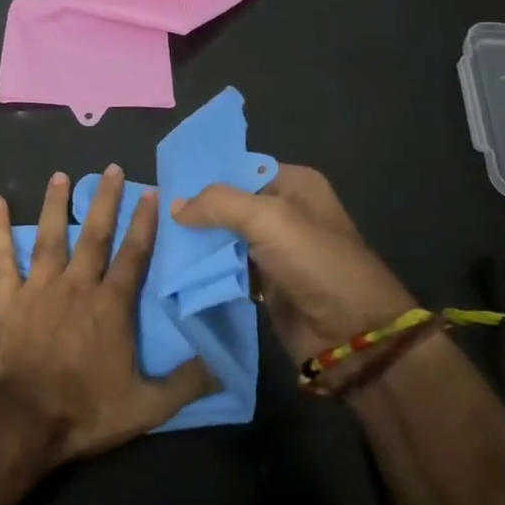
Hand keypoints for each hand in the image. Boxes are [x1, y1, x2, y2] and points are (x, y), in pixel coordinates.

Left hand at [0, 167, 209, 461]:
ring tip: (59, 175)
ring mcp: (39, 288)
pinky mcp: (7, 299)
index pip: (133, 255)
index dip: (143, 223)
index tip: (150, 192)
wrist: (22, 422)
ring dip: (55, 204)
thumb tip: (223, 365)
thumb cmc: (84, 411)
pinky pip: (2, 258)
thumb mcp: (146, 406)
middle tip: (110, 168)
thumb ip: (185, 383)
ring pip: (49, 236)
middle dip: (103, 199)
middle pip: (93, 234)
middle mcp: (77, 285)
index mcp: (111, 305)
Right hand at [172, 166, 415, 364]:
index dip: (203, 175)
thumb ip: (218, 204)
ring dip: (196, 241)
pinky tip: (174, 265)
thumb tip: (174, 206)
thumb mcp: (268, 219)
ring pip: (224, 237)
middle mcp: (284, 211)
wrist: (352, 335)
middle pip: (229, 204)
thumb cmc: (315, 263)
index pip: (238, 168)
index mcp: (294, 184)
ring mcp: (275, 249)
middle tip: (152, 213)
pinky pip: (228, 267)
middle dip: (194, 210)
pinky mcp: (266, 283)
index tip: (164, 183)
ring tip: (156, 238)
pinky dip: (206, 268)